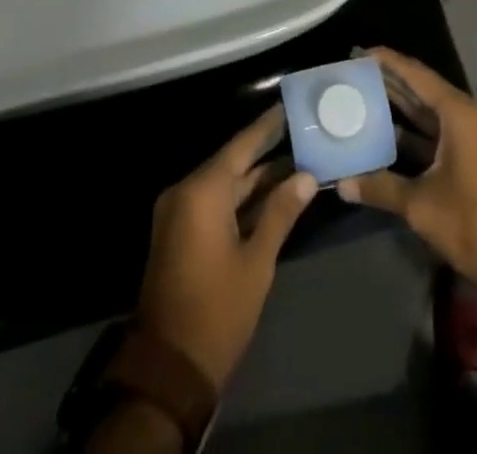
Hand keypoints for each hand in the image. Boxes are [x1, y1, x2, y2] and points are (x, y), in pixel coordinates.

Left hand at [135, 105, 317, 389]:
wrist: (170, 369)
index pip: (241, 146)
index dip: (267, 128)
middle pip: (233, 164)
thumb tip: (307, 177)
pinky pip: (213, 204)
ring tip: (296, 165)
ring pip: (224, 186)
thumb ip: (280, 214)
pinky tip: (271, 198)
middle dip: (267, 155)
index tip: (288, 108)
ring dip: (257, 181)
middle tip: (302, 138)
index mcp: (201, 191)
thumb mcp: (257, 262)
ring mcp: (179, 213)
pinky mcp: (179, 233)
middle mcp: (186, 192)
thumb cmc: (218, 311)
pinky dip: (241, 201)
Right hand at [337, 47, 476, 298]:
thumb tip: (341, 184)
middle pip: (422, 89)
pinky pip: (434, 131)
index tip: (359, 53)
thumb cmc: (471, 222)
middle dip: (389, 80)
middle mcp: (466, 116)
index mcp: (458, 114)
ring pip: (428, 111)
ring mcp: (470, 137)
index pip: (417, 75)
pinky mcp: (470, 156)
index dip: (388, 62)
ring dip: (399, 105)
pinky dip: (411, 130)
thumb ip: (380, 187)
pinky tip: (384, 133)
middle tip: (354, 73)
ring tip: (362, 96)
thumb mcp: (419, 204)